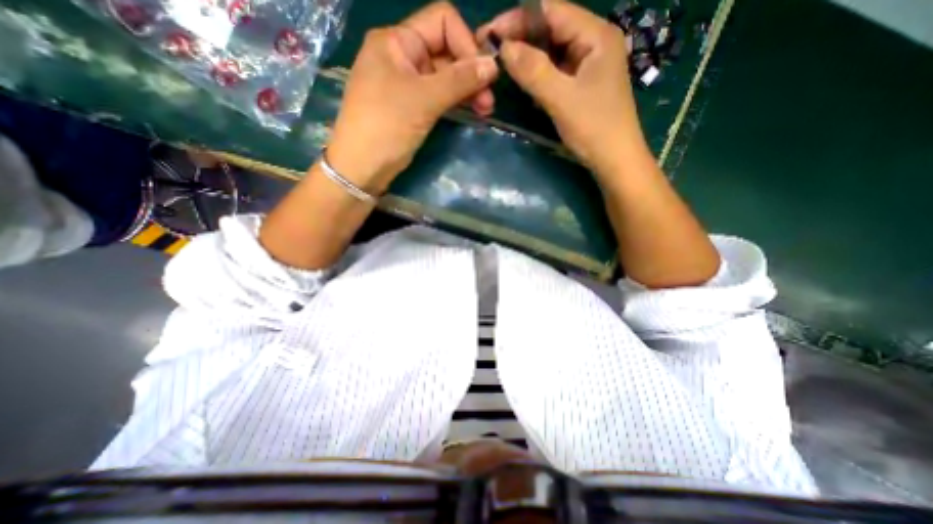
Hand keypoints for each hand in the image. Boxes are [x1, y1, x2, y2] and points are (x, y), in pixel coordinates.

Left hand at [330, 3, 503, 194]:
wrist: (362, 167)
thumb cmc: (386, 126)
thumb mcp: (423, 100)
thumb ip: (459, 80)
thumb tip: (493, 65)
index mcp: (397, 41)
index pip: (442, 22)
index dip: (466, 44)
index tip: (483, 74)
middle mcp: (403, 56)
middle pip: (446, 51)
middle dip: (470, 72)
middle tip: (489, 101)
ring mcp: (407, 83)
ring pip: (445, 76)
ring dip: (467, 89)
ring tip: (485, 110)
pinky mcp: (412, 106)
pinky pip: (439, 95)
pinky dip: (456, 101)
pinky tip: (472, 111)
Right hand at [481, 0, 649, 171]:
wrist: (614, 160)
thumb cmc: (593, 128)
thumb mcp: (561, 99)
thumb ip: (533, 71)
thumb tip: (503, 47)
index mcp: (595, 35)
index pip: (551, 11)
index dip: (518, 19)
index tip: (489, 34)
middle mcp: (593, 42)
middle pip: (551, 29)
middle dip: (521, 38)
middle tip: (491, 52)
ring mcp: (588, 64)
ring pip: (552, 51)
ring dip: (527, 58)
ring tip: (502, 66)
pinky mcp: (582, 84)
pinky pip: (555, 71)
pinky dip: (538, 75)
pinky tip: (524, 83)